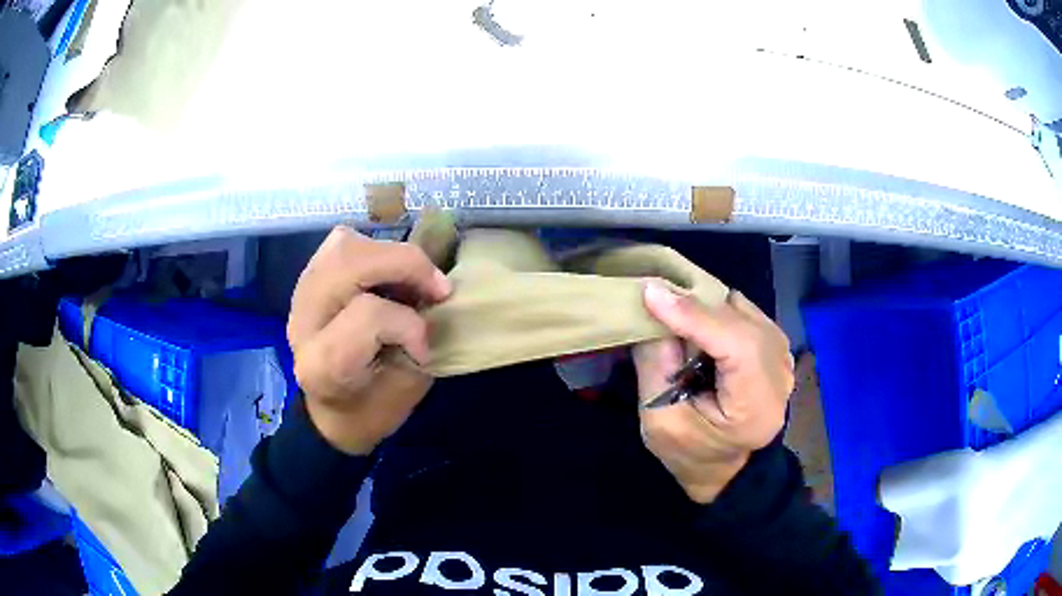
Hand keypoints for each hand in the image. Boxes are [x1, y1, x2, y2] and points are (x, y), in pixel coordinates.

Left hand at [287, 227, 451, 454]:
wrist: (330, 410)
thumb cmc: (370, 409)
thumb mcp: (406, 390)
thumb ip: (420, 343)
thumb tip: (435, 299)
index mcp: (323, 363)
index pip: (368, 315)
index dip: (409, 325)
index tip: (425, 349)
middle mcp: (304, 321)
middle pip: (349, 262)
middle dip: (406, 264)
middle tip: (437, 289)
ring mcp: (301, 294)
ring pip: (345, 244)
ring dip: (391, 254)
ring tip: (413, 279)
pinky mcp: (309, 278)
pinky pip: (341, 244)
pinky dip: (375, 250)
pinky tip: (388, 274)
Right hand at [634, 282, 794, 502]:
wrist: (724, 468)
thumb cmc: (689, 454)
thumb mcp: (660, 422)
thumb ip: (656, 364)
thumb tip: (653, 304)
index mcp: (757, 408)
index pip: (738, 348)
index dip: (697, 316)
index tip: (653, 293)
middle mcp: (780, 376)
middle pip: (743, 321)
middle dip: (698, 304)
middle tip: (656, 296)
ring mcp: (783, 359)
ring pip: (744, 310)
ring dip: (707, 304)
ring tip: (674, 311)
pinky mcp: (775, 349)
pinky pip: (745, 313)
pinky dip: (717, 310)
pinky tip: (697, 323)